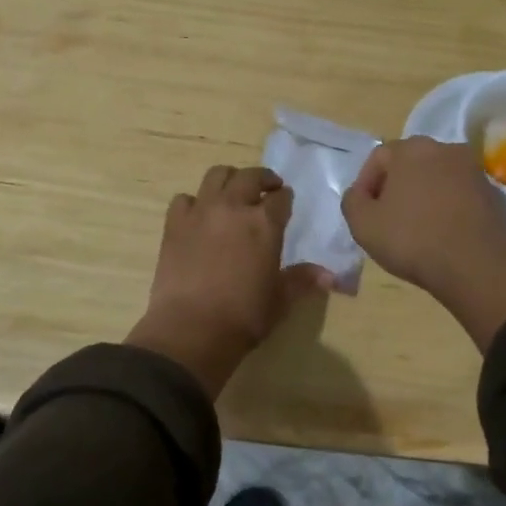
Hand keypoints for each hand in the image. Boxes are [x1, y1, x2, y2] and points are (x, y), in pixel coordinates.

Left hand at [127, 165, 331, 398]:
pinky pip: (184, 198)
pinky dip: (194, 202)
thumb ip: (302, 280)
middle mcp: (233, 208)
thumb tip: (330, 276)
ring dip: (229, 179)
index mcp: (265, 224)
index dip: (285, 198)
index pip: (281, 198)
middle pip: (250, 176)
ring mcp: (201, 212)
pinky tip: (198, 216)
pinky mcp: (174, 224)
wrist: (192, 329)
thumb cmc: (244, 317)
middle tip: (267, 188)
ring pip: (216, 175)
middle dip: (263, 179)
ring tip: (233, 192)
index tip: (286, 202)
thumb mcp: (280, 300)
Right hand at [342, 137, 505, 349]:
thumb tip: (360, 194)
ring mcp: (472, 169)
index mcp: (412, 148)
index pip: (378, 158)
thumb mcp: (362, 224)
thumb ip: (352, 201)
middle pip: (409, 164)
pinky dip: (445, 207)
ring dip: (422, 196)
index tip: (363, 212)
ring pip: (435, 178)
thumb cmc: (412, 239)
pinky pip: (457, 194)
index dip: (365, 184)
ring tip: (414, 227)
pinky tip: (440, 232)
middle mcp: (445, 148)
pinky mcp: (492, 192)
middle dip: (394, 187)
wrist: (476, 266)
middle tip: (386, 218)